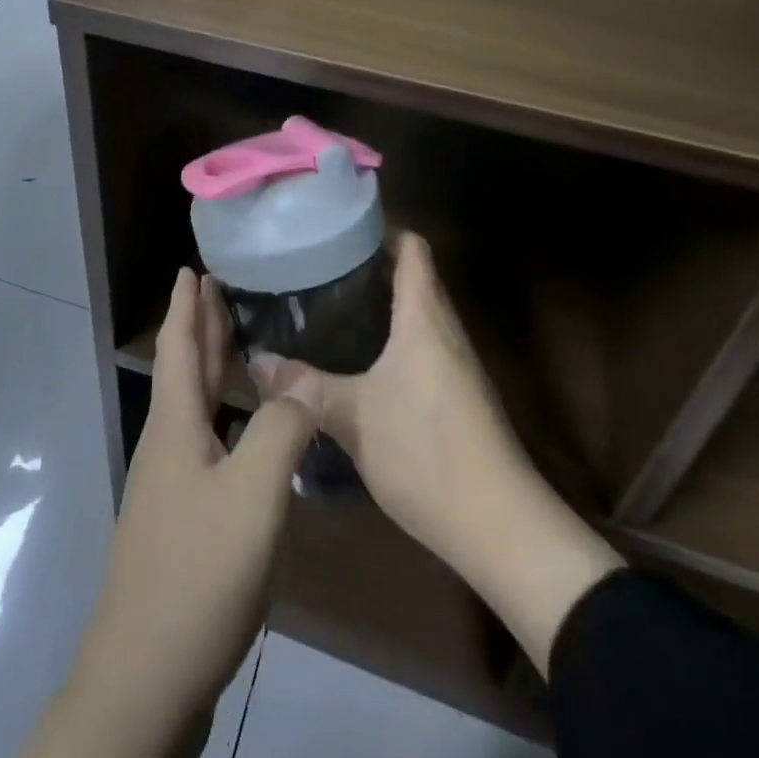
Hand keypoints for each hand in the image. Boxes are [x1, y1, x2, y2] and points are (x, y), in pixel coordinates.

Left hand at [26, 269, 322, 757]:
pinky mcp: (185, 520)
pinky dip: (229, 418)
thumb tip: (304, 380)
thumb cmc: (196, 572)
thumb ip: (280, 431)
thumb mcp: (251, 496)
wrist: (146, 677)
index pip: (177, 346)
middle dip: (201, 328)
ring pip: (197, 408)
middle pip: (185, 371)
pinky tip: (254, 431)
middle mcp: (168, 445)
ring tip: (245, 345)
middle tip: (223, 289)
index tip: (191, 267)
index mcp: (175, 426)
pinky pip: (209, 443)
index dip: (185, 305)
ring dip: (215, 370)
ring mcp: (173, 486)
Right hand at [252, 233, 621, 674]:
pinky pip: (422, 346)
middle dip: (368, 267)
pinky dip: (391, 339)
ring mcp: (456, 364)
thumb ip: (304, 387)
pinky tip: (357, 361)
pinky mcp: (458, 395)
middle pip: (413, 276)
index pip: (412, 247)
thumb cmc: (427, 452)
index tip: (337, 229)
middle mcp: (445, 329)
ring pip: (416, 314)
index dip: (380, 229)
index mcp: (425, 316)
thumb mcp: (353, 417)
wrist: (501, 528)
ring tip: (328, 308)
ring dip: (380, 306)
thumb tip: (257, 363)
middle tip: (318, 269)